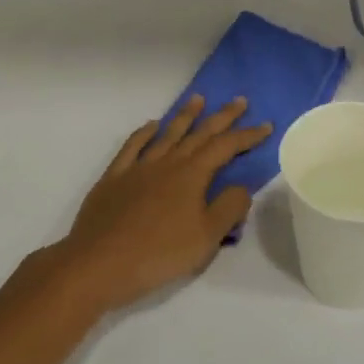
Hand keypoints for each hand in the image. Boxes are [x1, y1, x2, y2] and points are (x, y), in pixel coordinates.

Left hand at [51, 95, 271, 314]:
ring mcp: (138, 168)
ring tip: (198, 99)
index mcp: (192, 176)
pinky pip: (132, 147)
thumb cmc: (158, 254)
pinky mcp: (114, 178)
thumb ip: (229, 208)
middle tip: (239, 100)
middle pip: (199, 134)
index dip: (247, 135)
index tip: (266, 125)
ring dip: (185, 116)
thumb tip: (241, 186)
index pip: (225, 147)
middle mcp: (167, 163)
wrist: (98, 264)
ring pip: (167, 134)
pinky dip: (144, 133)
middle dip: (222, 117)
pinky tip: (152, 126)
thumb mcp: (206, 238)